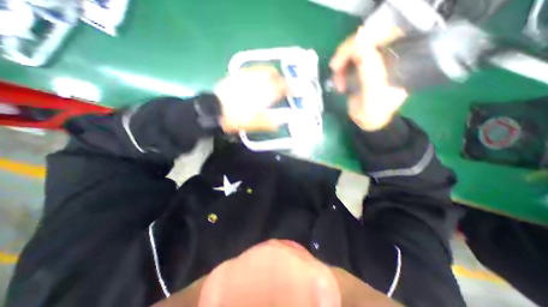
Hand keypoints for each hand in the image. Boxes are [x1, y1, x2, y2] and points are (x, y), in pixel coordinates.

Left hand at [215, 66, 287, 132]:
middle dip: (279, 77)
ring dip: (268, 74)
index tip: (292, 90)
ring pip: (261, 69)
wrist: (215, 110)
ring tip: (269, 83)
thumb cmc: (237, 118)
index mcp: (263, 93)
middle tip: (281, 85)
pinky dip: (257, 74)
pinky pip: (250, 70)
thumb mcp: (255, 124)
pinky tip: (255, 82)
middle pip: (271, 73)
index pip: (280, 86)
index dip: (288, 88)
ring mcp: (245, 76)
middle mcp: (256, 80)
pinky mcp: (236, 75)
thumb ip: (269, 122)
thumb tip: (279, 123)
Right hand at [330, 27, 405, 129]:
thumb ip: (369, 69)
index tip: (341, 59)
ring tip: (337, 82)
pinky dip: (340, 70)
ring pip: (353, 50)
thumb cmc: (374, 112)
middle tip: (334, 68)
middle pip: (365, 39)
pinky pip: (348, 61)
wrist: (370, 122)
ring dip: (341, 65)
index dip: (358, 41)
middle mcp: (388, 55)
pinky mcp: (363, 68)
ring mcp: (374, 61)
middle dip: (345, 54)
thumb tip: (359, 41)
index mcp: (398, 59)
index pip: (381, 35)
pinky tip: (338, 82)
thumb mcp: (373, 93)